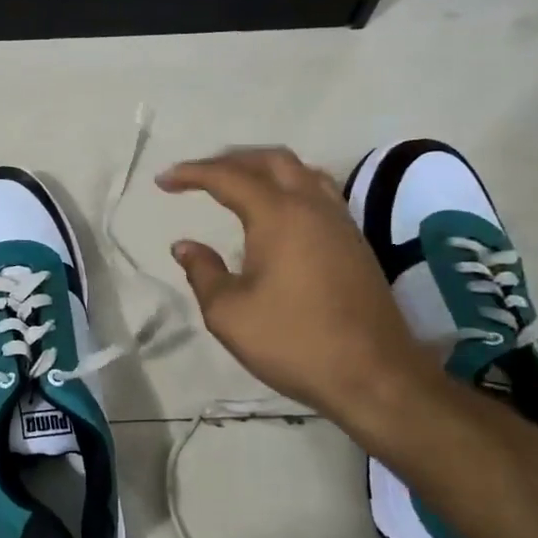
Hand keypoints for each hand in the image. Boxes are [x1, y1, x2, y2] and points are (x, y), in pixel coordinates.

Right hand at [157, 148, 435, 423]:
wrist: (375, 376)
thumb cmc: (294, 342)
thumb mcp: (228, 314)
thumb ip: (202, 272)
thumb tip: (184, 246)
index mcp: (279, 216)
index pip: (229, 177)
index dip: (192, 174)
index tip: (163, 180)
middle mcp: (313, 207)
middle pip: (272, 160)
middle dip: (230, 160)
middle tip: (199, 176)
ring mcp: (340, 223)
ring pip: (302, 172)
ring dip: (264, 170)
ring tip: (237, 185)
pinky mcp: (355, 243)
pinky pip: (319, 193)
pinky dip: (289, 187)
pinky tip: (276, 213)